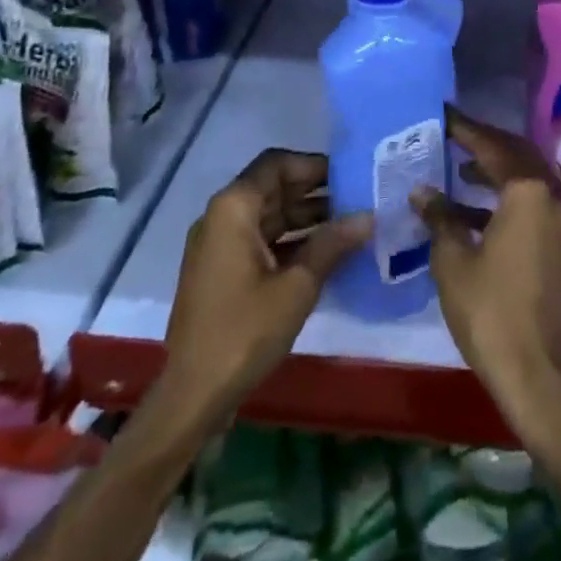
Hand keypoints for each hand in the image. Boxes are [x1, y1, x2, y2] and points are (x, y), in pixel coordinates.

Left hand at [159, 149, 370, 426]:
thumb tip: (368, 216)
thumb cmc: (244, 331)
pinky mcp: (221, 271)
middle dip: (314, 191)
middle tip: (358, 198)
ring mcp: (219, 245)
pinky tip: (324, 254)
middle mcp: (222, 216)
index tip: (349, 175)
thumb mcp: (297, 287)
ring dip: (305, 217)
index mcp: (234, 207)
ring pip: (268, 215)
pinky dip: (290, 241)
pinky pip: (260, 240)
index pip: (277, 164)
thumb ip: (332, 244)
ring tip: (349, 225)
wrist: (192, 396)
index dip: (314, 165)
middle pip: (273, 187)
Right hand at [414, 111, 560, 428]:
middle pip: (516, 154)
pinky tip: (472, 208)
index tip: (442, 113)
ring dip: (495, 170)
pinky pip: (532, 202)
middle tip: (452, 134)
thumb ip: (440, 217)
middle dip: (483, 143)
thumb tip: (422, 191)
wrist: (537, 374)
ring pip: (526, 178)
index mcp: (528, 191)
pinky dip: (505, 197)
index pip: (492, 145)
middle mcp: (552, 195)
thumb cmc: (491, 311)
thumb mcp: (453, 260)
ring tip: (458, 165)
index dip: (465, 128)